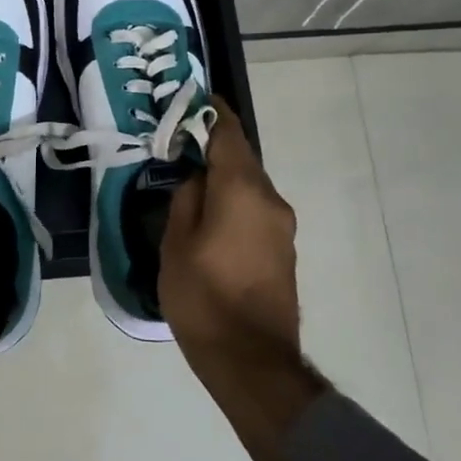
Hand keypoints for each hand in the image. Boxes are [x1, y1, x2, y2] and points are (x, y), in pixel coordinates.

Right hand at [161, 100, 300, 363]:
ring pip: (249, 187)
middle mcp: (270, 200)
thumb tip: (197, 179)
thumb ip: (186, 200)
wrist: (252, 362)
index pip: (229, 134)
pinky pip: (256, 211)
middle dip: (213, 148)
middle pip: (241, 160)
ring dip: (224, 179)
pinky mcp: (284, 251)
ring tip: (191, 184)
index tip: (195, 98)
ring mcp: (282, 227)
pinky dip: (234, 203)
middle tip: (180, 145)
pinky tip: (211, 218)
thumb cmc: (204, 298)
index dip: (212, 112)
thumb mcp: (176, 245)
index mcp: (242, 190)